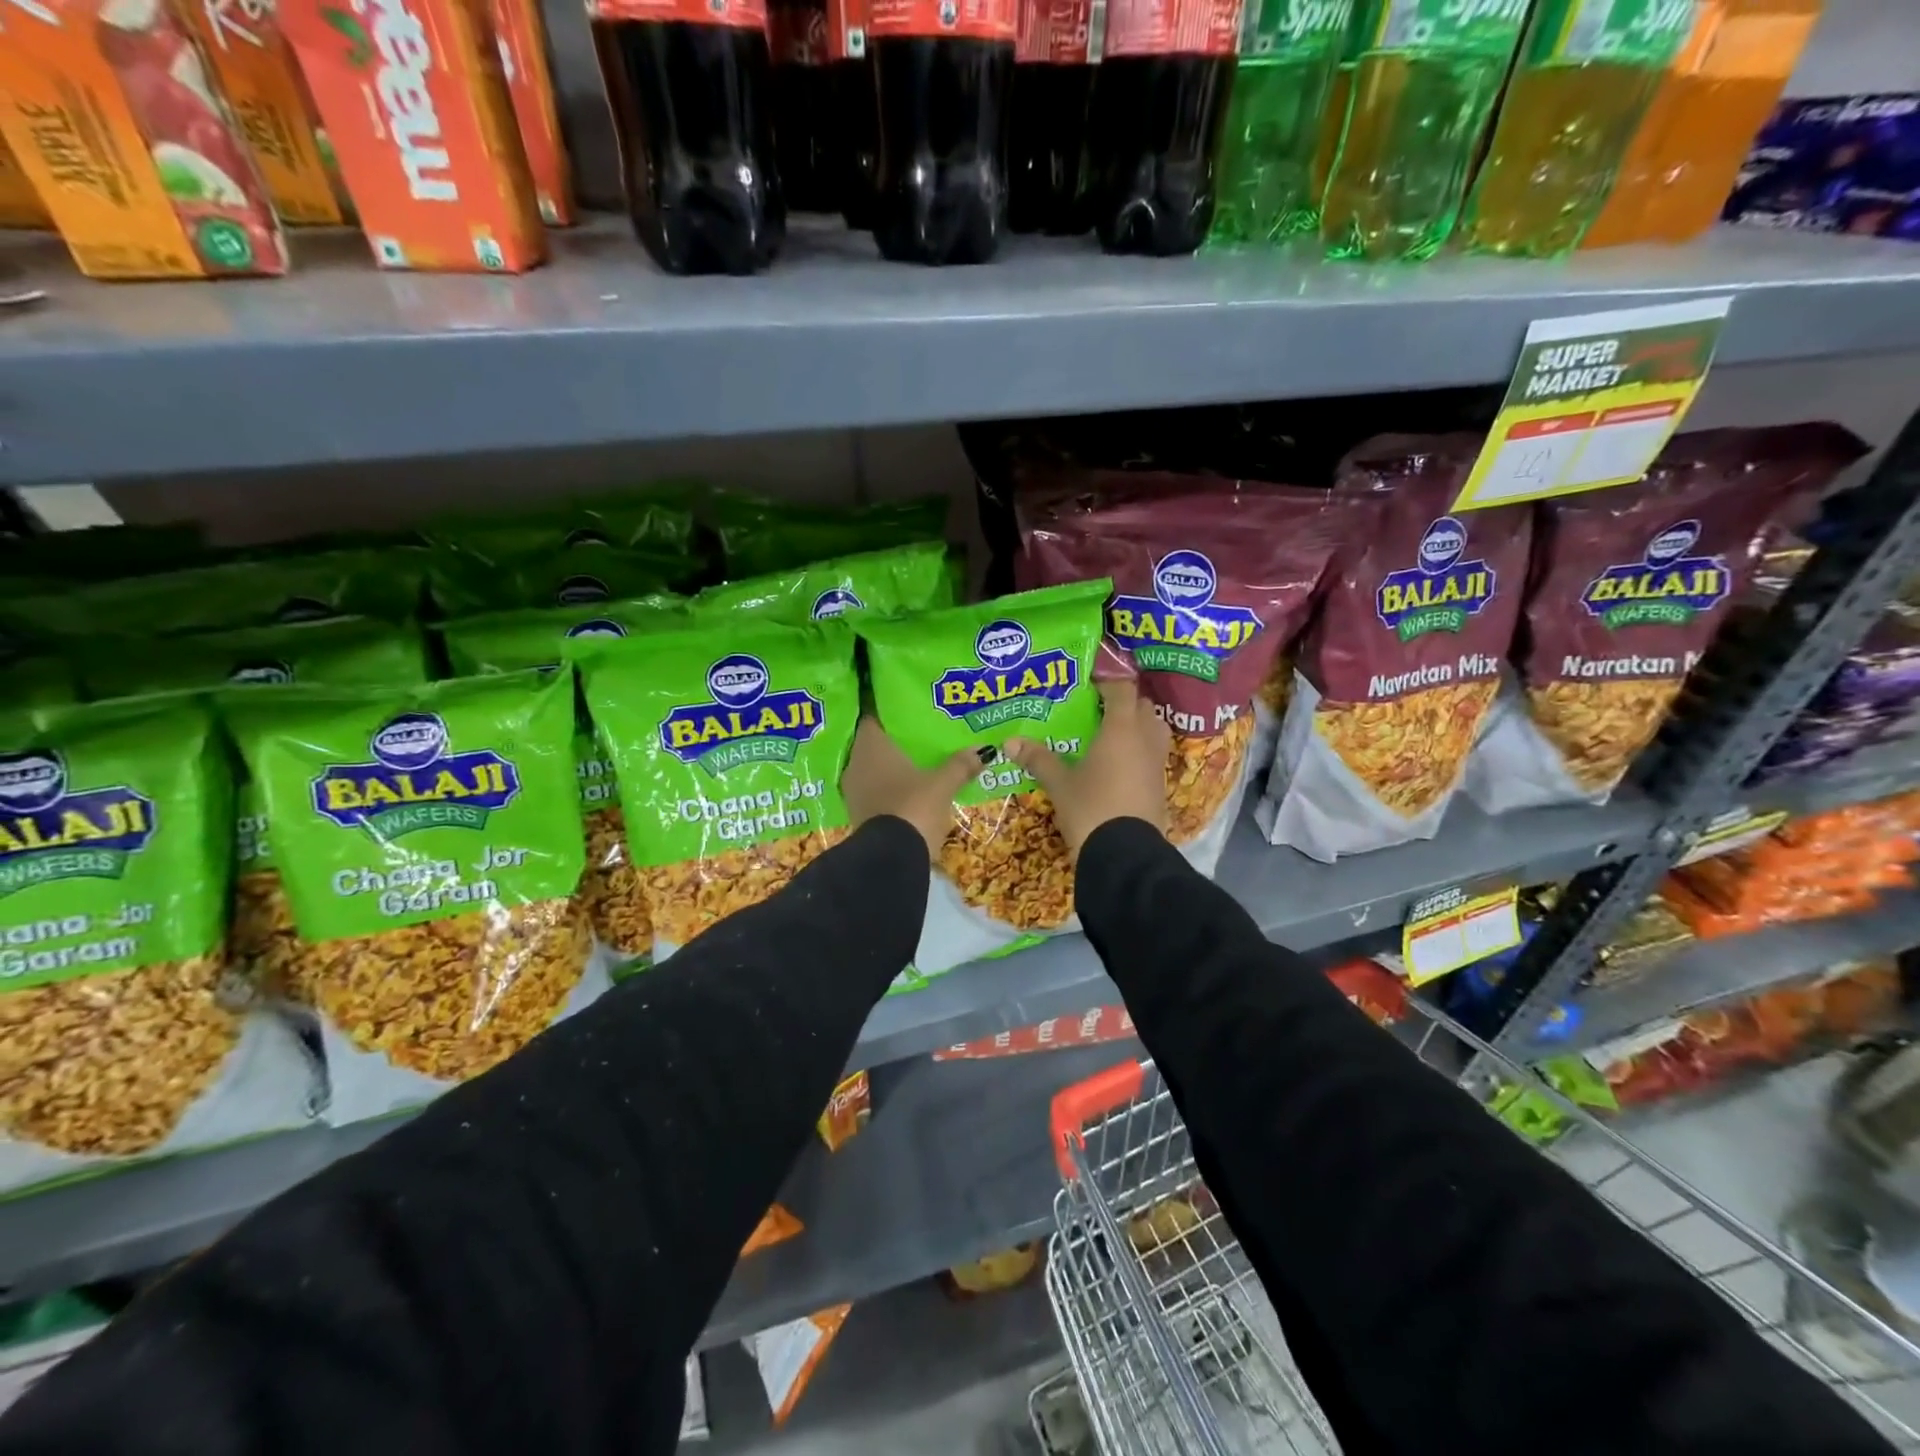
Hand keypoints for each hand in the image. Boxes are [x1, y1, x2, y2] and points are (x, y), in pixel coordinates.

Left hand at [843, 717, 979, 858]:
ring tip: (919, 762)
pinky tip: (910, 790)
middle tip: (921, 736)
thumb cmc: (913, 808)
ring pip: (874, 770)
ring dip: (893, 767)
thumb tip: (984, 750)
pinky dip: (890, 788)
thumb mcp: (942, 785)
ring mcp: (854, 791)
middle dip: (896, 742)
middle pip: (876, 744)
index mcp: (871, 746)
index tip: (911, 711)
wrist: (891, 859)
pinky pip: (875, 791)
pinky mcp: (858, 814)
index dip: (892, 714)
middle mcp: (855, 764)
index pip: (876, 718)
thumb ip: (960, 765)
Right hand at [1005, 681, 1169, 858]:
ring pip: (1153, 731)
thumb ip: (1038, 759)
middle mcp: (1144, 740)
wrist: (1125, 857)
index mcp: (1121, 729)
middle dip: (1123, 703)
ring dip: (1136, 726)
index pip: (1121, 689)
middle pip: (1142, 706)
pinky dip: (1138, 752)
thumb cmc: (1091, 809)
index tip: (1088, 680)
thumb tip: (1009, 742)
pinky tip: (1116, 765)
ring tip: (1108, 735)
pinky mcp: (1160, 787)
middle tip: (1097, 709)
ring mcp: (1156, 764)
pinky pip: (1152, 756)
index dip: (1107, 680)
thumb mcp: (1060, 785)